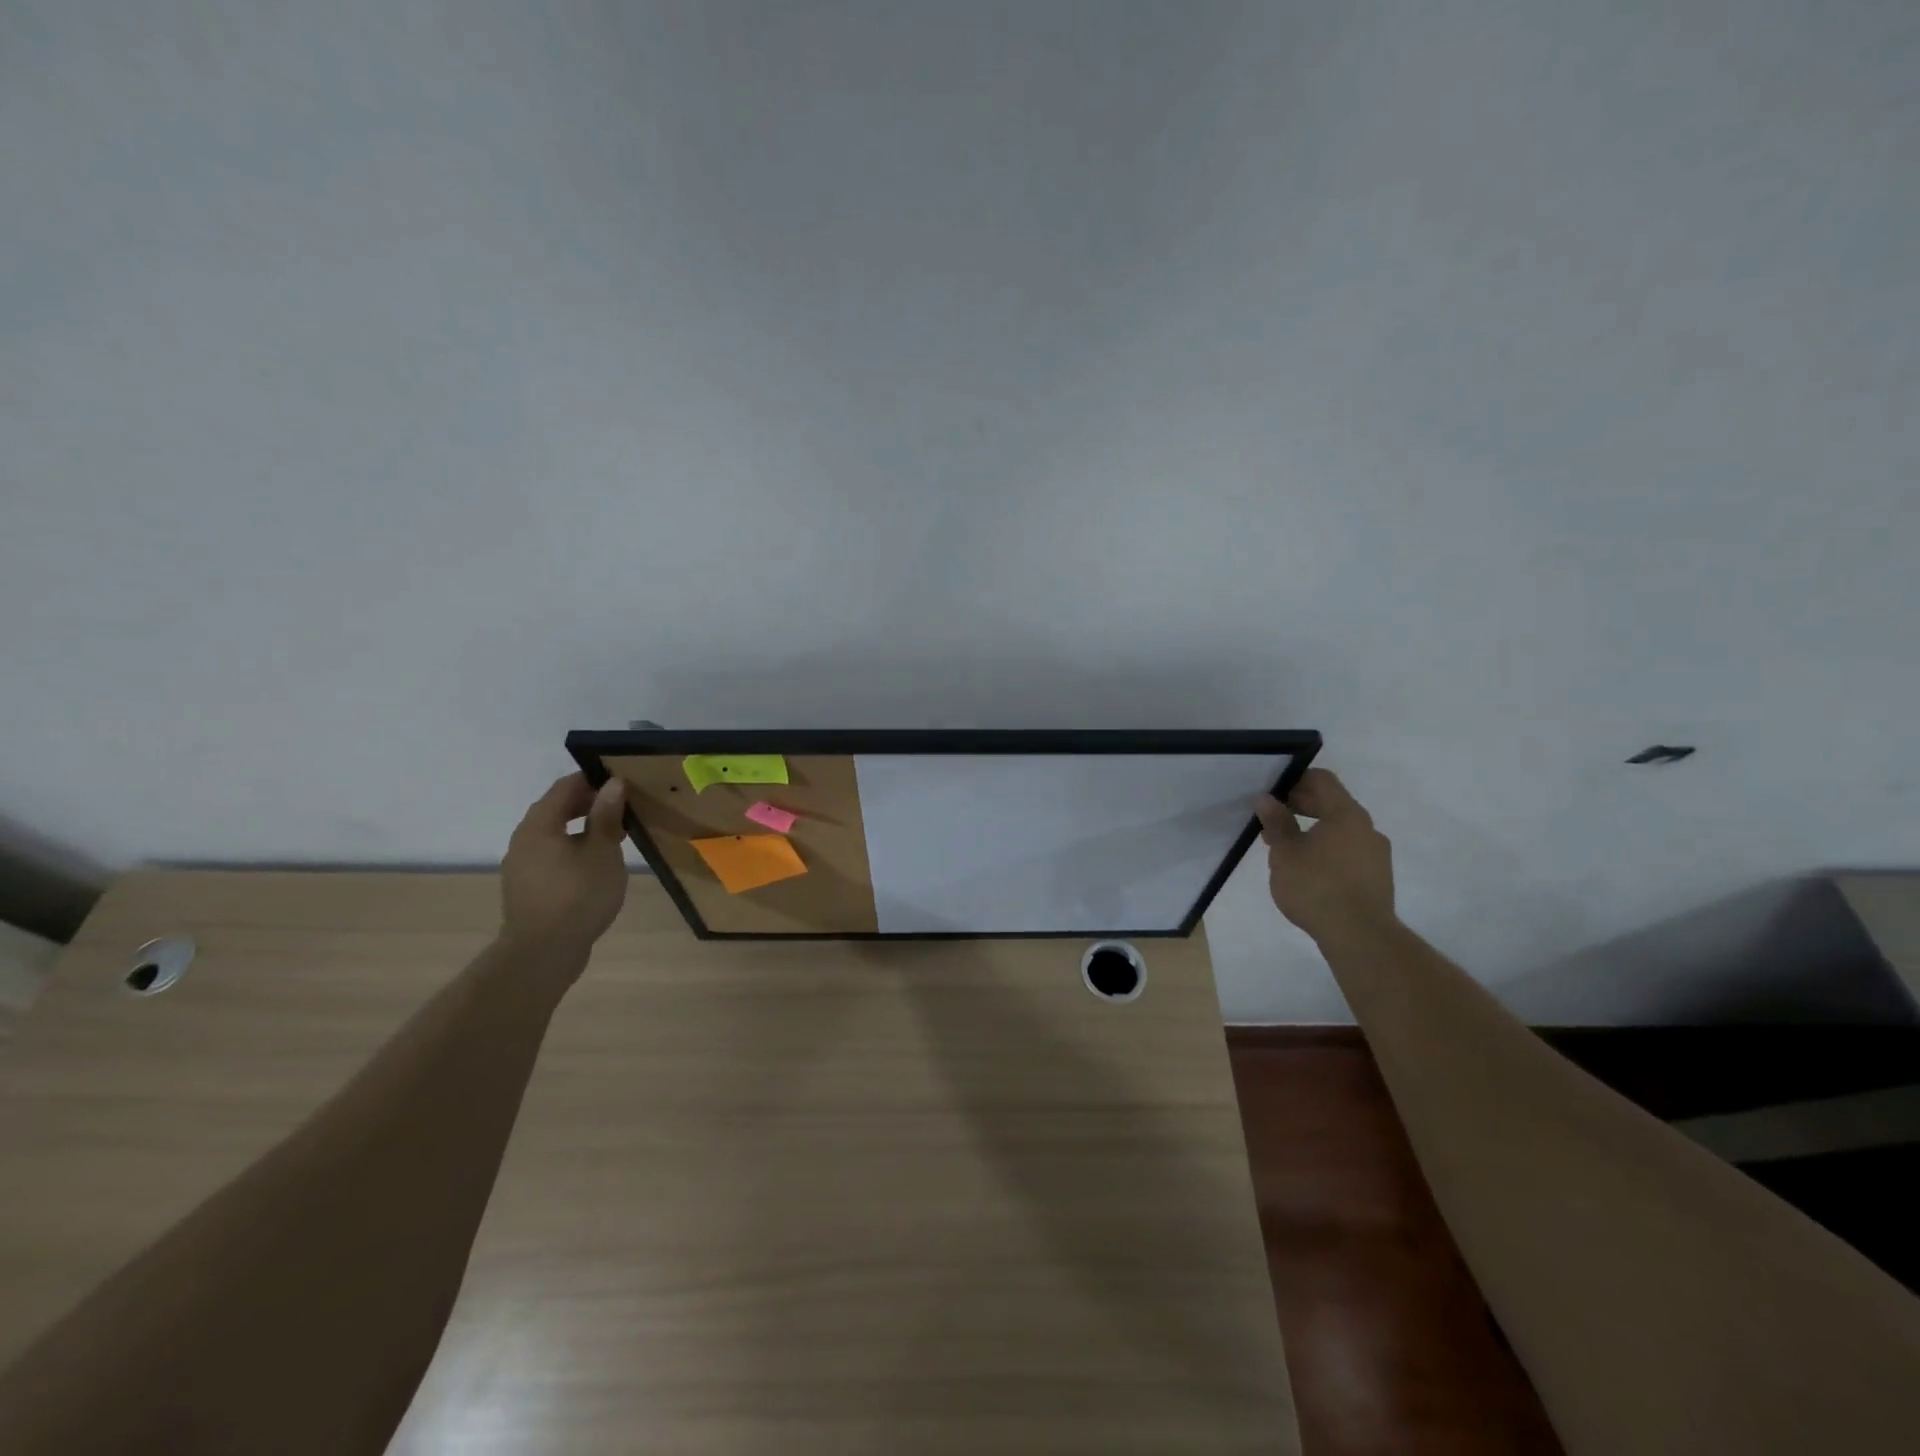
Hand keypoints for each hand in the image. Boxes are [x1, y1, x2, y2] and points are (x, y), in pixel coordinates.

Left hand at [500, 773, 628, 960]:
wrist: (543, 953)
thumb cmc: (578, 895)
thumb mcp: (603, 851)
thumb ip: (606, 816)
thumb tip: (612, 783)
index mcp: (539, 825)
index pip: (564, 787)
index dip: (593, 780)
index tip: (621, 782)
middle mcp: (523, 839)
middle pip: (556, 809)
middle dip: (589, 805)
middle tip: (623, 810)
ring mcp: (521, 865)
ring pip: (553, 835)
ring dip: (582, 830)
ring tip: (614, 839)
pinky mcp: (526, 888)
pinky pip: (551, 856)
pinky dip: (572, 850)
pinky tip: (595, 866)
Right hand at [1253, 769, 1395, 941]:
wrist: (1360, 936)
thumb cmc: (1316, 886)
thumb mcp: (1285, 852)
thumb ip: (1276, 822)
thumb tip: (1267, 799)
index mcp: (1346, 814)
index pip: (1322, 780)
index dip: (1296, 779)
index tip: (1273, 792)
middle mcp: (1367, 828)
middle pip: (1333, 804)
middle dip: (1302, 807)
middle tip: (1273, 820)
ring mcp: (1376, 854)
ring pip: (1340, 830)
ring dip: (1313, 831)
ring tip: (1286, 849)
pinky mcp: (1378, 877)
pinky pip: (1349, 851)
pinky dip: (1327, 850)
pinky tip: (1308, 871)